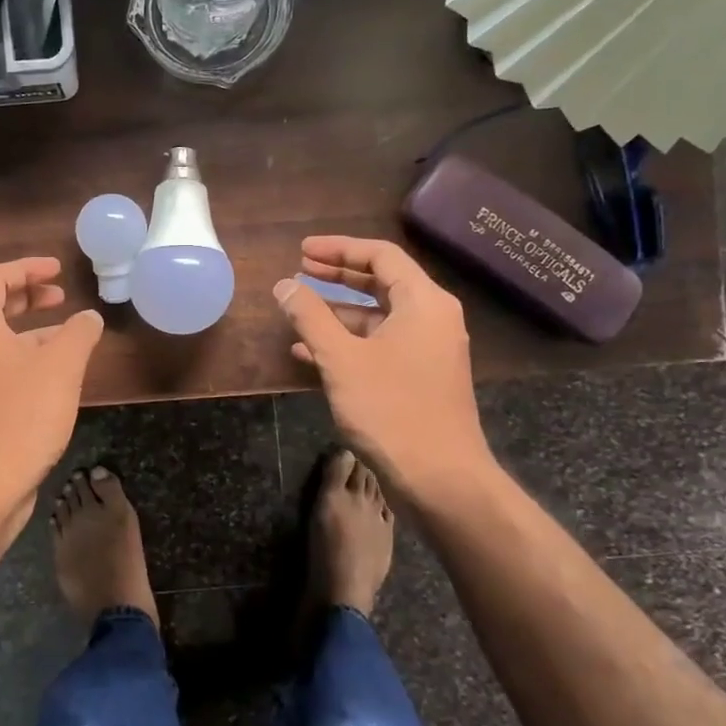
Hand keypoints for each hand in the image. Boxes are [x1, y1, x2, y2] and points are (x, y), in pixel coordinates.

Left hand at [0, 257, 103, 528]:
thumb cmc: (23, 414)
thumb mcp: (61, 366)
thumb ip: (78, 333)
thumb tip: (89, 318)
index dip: (26, 268)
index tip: (58, 270)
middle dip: (28, 297)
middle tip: (60, 296)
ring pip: (0, 343)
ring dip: (32, 332)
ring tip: (70, 337)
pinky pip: (3, 370)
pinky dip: (28, 360)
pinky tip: (58, 378)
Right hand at [272, 236, 497, 506]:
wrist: (441, 478)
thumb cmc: (391, 410)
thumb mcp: (341, 359)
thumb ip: (310, 317)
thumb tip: (284, 285)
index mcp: (423, 302)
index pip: (381, 256)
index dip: (339, 248)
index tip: (302, 250)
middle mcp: (431, 318)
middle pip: (381, 282)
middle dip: (337, 275)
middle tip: (299, 268)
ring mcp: (428, 350)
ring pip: (378, 317)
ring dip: (337, 312)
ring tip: (297, 310)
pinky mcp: (420, 377)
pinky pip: (380, 345)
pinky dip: (348, 342)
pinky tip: (309, 353)